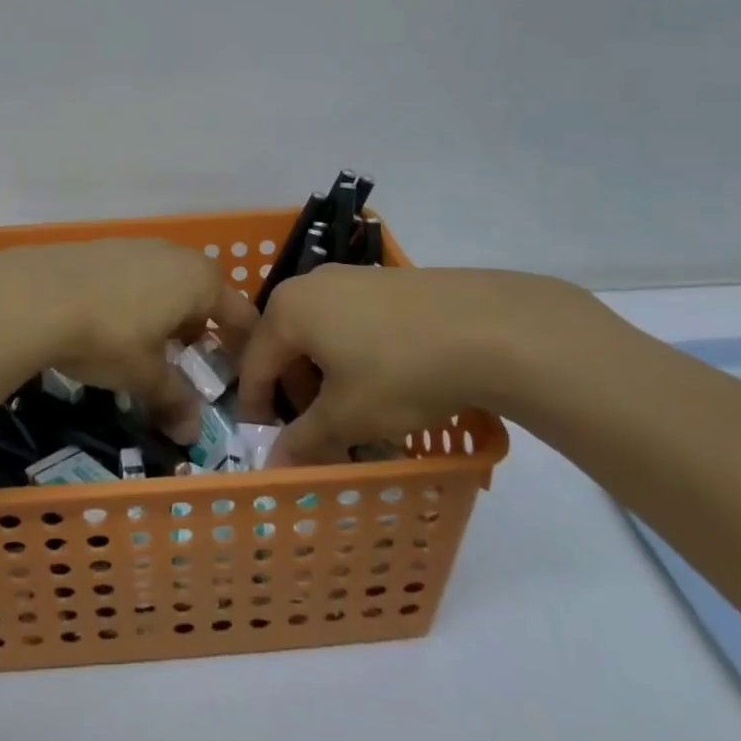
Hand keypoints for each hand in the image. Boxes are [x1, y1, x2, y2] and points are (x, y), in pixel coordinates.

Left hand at [0, 239, 258, 443]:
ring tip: (148, 344)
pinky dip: (137, 298)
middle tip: (188, 360)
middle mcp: (176, 255)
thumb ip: (174, 401)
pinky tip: (111, 321)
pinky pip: (137, 274)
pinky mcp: (106, 246)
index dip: (242, 345)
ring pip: (168, 281)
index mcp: (200, 281)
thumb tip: (193, 435)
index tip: (237, 372)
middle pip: (204, 293)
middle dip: (200, 327)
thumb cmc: (108, 335)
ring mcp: (139, 245)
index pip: (239, 314)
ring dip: (167, 311)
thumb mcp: (144, 375)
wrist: (37, 294)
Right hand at [238, 265, 625, 464]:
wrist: (486, 327)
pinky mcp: (384, 281)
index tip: (266, 443)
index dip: (256, 408)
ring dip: (325, 375)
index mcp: (287, 310)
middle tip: (318, 433)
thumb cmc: (400, 372)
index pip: (254, 364)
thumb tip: (273, 463)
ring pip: (320, 333)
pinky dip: (352, 354)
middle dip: (296, 392)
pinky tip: (383, 381)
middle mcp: (310, 284)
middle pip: (286, 344)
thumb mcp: (349, 417)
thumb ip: (305, 440)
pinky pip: (350, 321)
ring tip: (354, 412)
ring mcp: (350, 277)